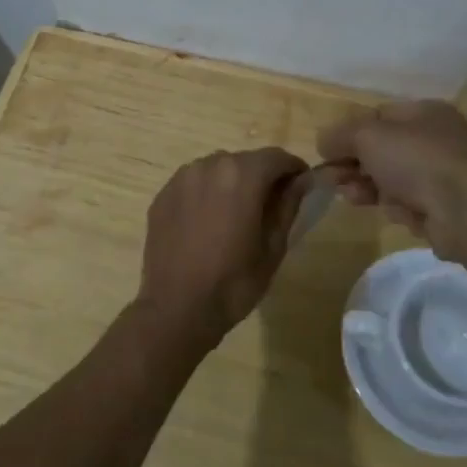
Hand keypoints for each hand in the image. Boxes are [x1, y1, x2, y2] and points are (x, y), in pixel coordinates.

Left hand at [136, 148, 310, 347]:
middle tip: (269, 208)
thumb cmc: (233, 282)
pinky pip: (194, 183)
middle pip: (245, 161)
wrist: (176, 309)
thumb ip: (288, 205)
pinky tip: (207, 223)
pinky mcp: (163, 194)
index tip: (301, 186)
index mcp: (241, 175)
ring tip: (235, 216)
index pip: (276, 157)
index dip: (293, 169)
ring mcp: (182, 178)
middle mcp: (210, 164)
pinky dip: (206, 193)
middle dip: (261, 177)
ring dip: (232, 183)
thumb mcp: (273, 246)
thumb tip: (303, 179)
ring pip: (217, 169)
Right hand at [316, 100, 466, 256]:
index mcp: (424, 113)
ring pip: (391, 179)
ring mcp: (440, 177)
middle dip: (353, 163)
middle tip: (330, 178)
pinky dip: (393, 207)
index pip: (379, 117)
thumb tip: (323, 141)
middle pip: (382, 151)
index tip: (327, 151)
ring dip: (366, 186)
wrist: (465, 210)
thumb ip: (340, 135)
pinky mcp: (441, 210)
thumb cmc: (416, 158)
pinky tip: (387, 210)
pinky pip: (407, 205)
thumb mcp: (367, 135)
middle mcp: (435, 141)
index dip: (350, 132)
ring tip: (349, 195)